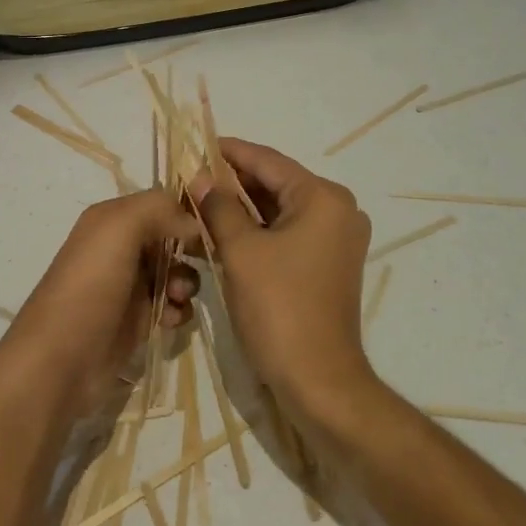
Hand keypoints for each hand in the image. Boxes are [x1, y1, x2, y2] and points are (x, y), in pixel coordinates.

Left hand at [0, 190, 202, 421]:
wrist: (59, 362)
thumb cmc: (89, 287)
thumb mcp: (118, 229)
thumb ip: (157, 210)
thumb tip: (192, 225)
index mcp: (111, 219)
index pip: (160, 203)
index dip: (187, 212)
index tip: (211, 228)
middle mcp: (119, 247)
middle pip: (171, 237)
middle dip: (190, 250)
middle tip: (201, 264)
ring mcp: (128, 285)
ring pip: (175, 272)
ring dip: (186, 282)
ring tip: (177, 298)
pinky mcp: (136, 320)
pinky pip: (171, 305)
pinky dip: (178, 310)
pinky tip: (172, 320)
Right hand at [191, 139, 373, 420]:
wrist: (318, 381)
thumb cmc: (279, 308)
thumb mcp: (241, 251)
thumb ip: (219, 207)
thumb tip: (201, 178)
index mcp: (322, 198)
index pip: (268, 161)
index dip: (229, 151)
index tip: (195, 144)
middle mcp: (336, 210)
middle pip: (275, 183)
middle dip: (231, 181)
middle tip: (189, 177)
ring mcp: (334, 239)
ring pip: (278, 210)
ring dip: (240, 207)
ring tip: (197, 200)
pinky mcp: (325, 263)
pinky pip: (285, 233)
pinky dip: (255, 230)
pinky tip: (220, 229)